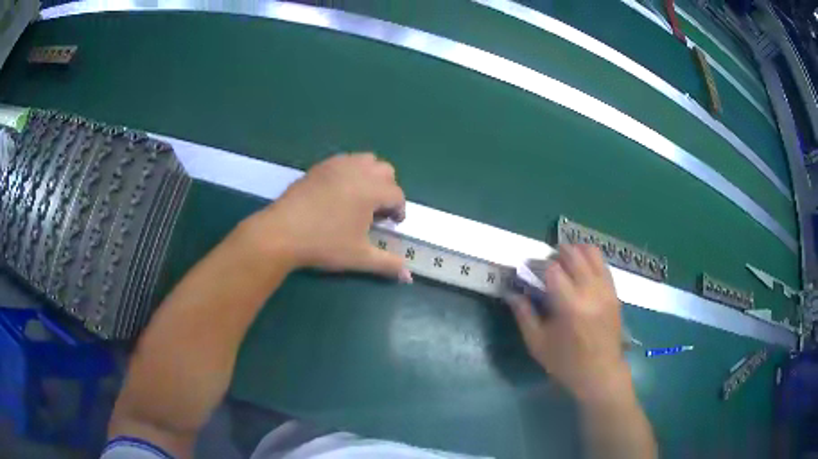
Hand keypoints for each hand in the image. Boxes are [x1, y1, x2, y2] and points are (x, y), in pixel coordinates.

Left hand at [247, 153, 411, 280]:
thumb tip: (408, 277)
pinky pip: (344, 160)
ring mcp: (337, 165)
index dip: (399, 210)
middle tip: (377, 210)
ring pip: (365, 160)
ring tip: (360, 197)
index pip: (397, 195)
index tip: (392, 224)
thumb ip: (387, 264)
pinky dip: (350, 171)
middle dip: (387, 189)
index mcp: (372, 190)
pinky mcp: (320, 166)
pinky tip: (339, 192)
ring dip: (371, 175)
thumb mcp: (359, 257)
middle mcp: (358, 171)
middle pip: (386, 170)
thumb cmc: (324, 244)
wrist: (282, 232)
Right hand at [507, 244, 629, 400]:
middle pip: (573, 253)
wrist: (601, 373)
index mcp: (570, 305)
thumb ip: (524, 315)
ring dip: (575, 251)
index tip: (528, 271)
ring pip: (591, 252)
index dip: (537, 265)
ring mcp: (606, 289)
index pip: (552, 268)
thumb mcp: (538, 344)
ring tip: (565, 264)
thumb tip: (511, 292)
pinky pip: (602, 264)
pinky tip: (581, 273)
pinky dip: (589, 260)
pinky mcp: (614, 292)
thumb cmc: (566, 362)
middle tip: (546, 267)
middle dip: (556, 253)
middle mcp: (590, 290)